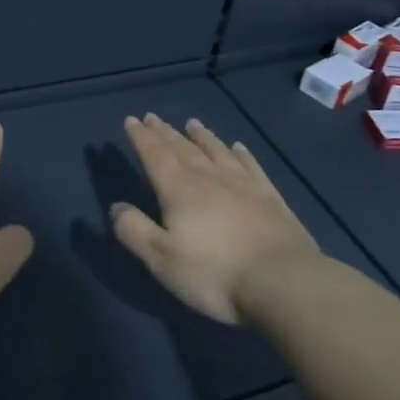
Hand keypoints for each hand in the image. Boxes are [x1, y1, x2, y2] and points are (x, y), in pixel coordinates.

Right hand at [111, 114, 321, 324]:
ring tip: (191, 123)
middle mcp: (209, 178)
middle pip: (183, 148)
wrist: (282, 281)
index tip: (131, 120)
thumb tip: (116, 206)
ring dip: (201, 136)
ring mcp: (243, 184)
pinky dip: (241, 153)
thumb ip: (135, 230)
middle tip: (152, 117)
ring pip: (216, 151)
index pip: (155, 155)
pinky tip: (238, 147)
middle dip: (164, 132)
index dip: (141, 137)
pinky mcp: (270, 197)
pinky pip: (250, 165)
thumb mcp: (161, 259)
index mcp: (179, 190)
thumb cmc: (214, 274)